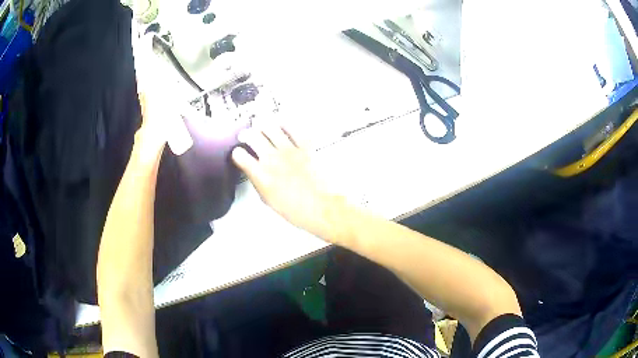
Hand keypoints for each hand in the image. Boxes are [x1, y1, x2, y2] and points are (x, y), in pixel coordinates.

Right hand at [232, 126, 342, 241]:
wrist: (321, 207)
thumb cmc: (294, 209)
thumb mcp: (267, 200)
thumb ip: (257, 181)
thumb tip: (253, 170)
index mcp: (260, 174)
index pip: (240, 155)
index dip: (237, 153)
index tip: (239, 153)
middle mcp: (272, 158)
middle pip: (253, 136)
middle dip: (247, 134)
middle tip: (247, 135)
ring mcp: (289, 150)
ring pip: (271, 127)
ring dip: (263, 126)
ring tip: (262, 127)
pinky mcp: (305, 146)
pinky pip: (293, 129)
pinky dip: (286, 125)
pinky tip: (283, 126)